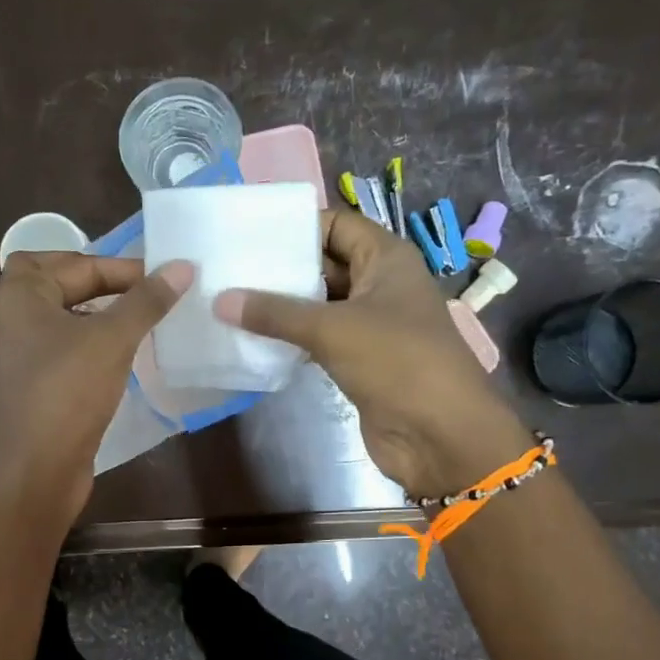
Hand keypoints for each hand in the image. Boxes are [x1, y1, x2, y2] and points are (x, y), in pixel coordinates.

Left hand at [0, 252, 190, 523]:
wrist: (35, 470)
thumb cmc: (67, 393)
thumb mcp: (112, 339)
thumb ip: (146, 300)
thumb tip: (182, 267)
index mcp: (19, 295)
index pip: (75, 262)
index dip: (122, 266)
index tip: (166, 278)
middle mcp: (12, 318)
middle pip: (60, 283)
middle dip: (102, 283)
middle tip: (144, 292)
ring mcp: (20, 355)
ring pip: (64, 319)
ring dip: (100, 315)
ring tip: (142, 321)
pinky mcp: (33, 385)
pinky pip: (66, 350)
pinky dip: (92, 345)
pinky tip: (124, 357)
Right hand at [213, 209, 527, 499]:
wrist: (439, 435)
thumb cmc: (397, 362)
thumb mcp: (333, 328)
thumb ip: (276, 313)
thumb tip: (220, 300)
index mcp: (386, 259)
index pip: (336, 225)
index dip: (296, 227)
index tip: (247, 236)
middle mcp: (380, 285)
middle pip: (325, 265)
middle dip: (282, 269)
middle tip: (229, 271)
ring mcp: (371, 326)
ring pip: (320, 306)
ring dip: (283, 308)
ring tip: (231, 303)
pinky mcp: (360, 362)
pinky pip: (320, 340)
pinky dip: (292, 340)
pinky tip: (254, 342)